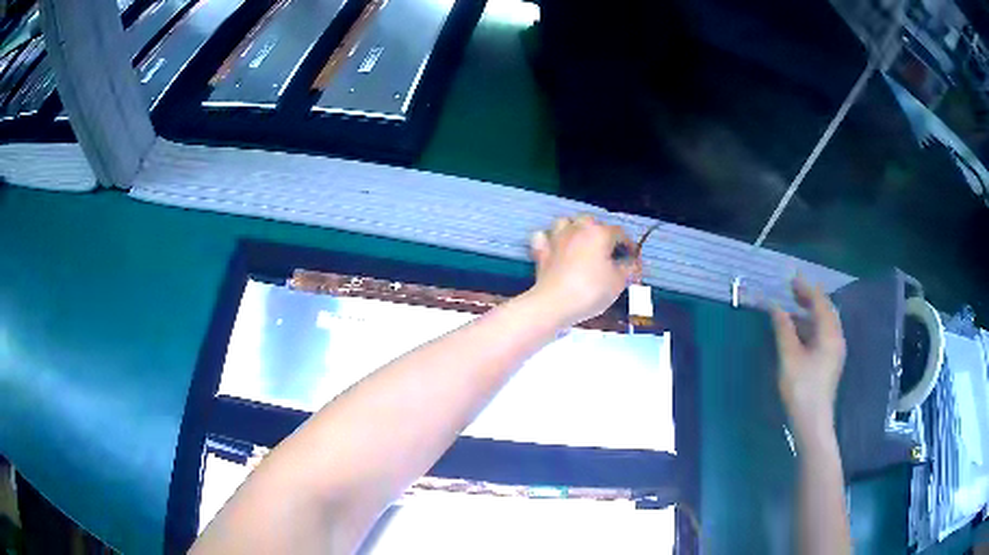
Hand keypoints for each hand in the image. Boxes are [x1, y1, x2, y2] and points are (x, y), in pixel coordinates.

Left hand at [528, 215, 638, 327]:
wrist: (554, 303)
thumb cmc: (591, 291)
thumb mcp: (618, 282)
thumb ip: (628, 268)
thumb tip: (633, 263)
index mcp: (600, 233)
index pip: (620, 233)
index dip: (629, 245)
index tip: (632, 259)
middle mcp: (578, 229)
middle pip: (592, 222)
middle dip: (602, 233)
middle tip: (608, 252)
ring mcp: (557, 237)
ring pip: (566, 222)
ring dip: (575, 229)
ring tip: (581, 243)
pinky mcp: (541, 250)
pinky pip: (544, 236)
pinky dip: (550, 239)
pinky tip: (556, 248)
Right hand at [771, 278, 846, 447]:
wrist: (812, 421)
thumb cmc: (802, 388)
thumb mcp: (789, 357)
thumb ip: (784, 330)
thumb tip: (776, 308)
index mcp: (829, 334)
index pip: (820, 302)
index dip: (806, 288)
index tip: (792, 278)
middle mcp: (836, 338)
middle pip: (826, 310)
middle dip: (810, 298)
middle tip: (792, 290)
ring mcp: (834, 351)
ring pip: (824, 323)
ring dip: (809, 312)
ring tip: (792, 307)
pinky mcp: (829, 361)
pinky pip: (822, 334)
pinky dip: (810, 326)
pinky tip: (798, 331)